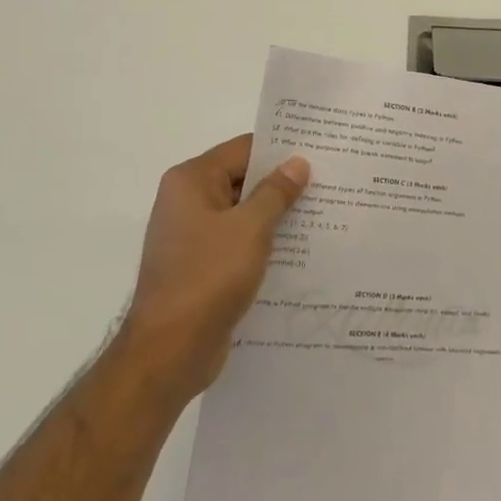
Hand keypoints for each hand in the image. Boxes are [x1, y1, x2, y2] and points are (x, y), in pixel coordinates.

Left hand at [116, 135, 309, 398]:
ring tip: (324, 215)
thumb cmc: (208, 278)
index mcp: (191, 181)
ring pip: (243, 214)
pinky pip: (238, 243)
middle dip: (283, 184)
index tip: (320, 153)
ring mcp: (193, 236)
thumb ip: (276, 192)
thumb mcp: (250, 228)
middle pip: (242, 180)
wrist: (169, 350)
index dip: (281, 150)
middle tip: (331, 183)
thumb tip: (298, 163)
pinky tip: (300, 251)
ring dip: (277, 216)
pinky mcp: (202, 266)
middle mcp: (187, 202)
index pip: (243, 149)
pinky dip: (264, 243)